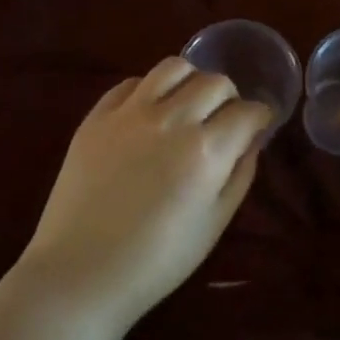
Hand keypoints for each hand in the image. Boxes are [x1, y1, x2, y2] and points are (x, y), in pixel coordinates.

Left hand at [16, 58, 271, 333]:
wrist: (80, 272)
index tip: (257, 126)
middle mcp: (171, 119)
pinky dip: (149, 90)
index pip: (248, 111)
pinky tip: (149, 112)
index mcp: (206, 150)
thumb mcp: (214, 224)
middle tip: (223, 118)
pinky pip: (131, 83)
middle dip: (229, 97)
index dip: (260, 117)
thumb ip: (239, 175)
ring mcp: (130, 112)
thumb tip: (251, 140)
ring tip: (187, 103)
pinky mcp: (97, 115)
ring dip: (191, 80)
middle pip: (215, 82)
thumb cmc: (156, 261)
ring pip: (173, 67)